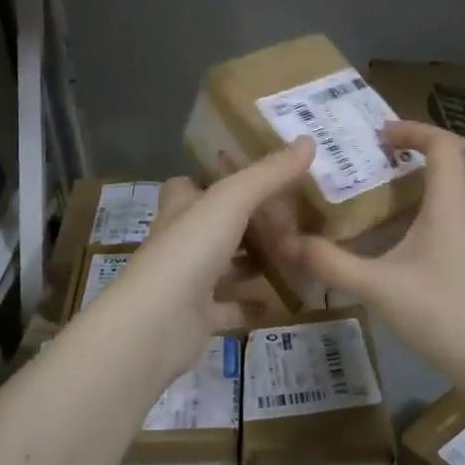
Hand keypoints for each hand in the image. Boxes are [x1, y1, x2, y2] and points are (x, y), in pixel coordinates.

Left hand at [92, 140, 314, 383]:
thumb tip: (309, 140)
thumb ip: (269, 174)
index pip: (191, 185)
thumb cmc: (189, 251)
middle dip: (250, 222)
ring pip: (226, 267)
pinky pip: (232, 308)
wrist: (155, 324)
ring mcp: (188, 282)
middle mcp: (182, 242)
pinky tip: (283, 301)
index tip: (257, 177)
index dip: (217, 179)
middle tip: (295, 218)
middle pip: (216, 226)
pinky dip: (254, 304)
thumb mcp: (232, 201)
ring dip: (255, 263)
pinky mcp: (198, 318)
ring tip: (298, 255)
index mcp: (181, 209)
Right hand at [274, 121, 464, 386]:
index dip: (412, 130)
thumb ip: (330, 263)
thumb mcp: (375, 287)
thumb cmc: (437, 314)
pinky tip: (427, 216)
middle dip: (434, 140)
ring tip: (409, 175)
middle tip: (397, 149)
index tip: (380, 136)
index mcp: (451, 203)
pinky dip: (455, 188)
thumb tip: (287, 243)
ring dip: (448, 163)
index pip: (442, 144)